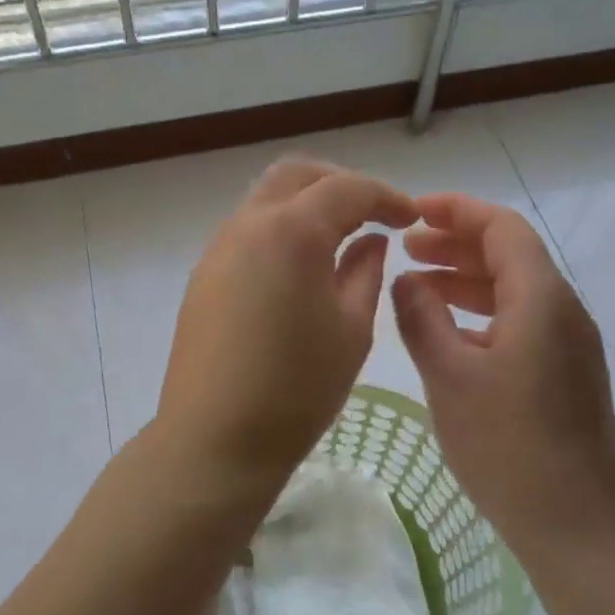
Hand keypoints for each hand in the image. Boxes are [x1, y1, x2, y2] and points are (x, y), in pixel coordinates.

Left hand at [156, 157, 417, 485]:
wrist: (215, 440)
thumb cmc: (297, 389)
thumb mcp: (351, 329)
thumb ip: (366, 271)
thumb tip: (371, 240)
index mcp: (291, 232)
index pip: (347, 189)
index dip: (386, 197)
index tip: (410, 217)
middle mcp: (248, 224)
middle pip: (298, 175)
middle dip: (341, 184)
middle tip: (373, 214)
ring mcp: (219, 247)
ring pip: (268, 197)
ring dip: (308, 203)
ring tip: (341, 238)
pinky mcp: (205, 273)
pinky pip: (249, 228)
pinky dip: (282, 227)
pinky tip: (302, 266)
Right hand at [392, 193, 614, 554]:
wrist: (579, 525)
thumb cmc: (509, 445)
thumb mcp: (449, 376)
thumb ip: (421, 318)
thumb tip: (406, 280)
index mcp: (540, 297)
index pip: (501, 227)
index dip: (456, 210)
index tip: (411, 213)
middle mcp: (562, 309)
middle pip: (509, 253)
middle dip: (456, 243)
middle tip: (407, 248)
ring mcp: (569, 343)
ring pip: (514, 289)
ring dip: (467, 279)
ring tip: (417, 285)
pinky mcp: (566, 373)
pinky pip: (522, 321)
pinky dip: (482, 313)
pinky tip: (448, 333)